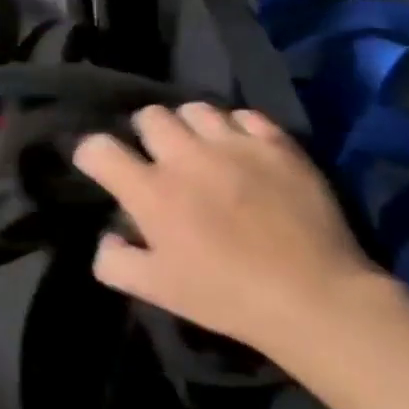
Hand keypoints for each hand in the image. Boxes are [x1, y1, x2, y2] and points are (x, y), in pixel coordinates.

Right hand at [73, 103, 380, 360]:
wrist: (317, 300)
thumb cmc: (227, 296)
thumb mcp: (156, 290)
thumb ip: (114, 262)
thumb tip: (108, 237)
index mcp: (150, 190)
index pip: (97, 148)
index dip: (91, 155)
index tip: (102, 169)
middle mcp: (185, 156)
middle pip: (148, 115)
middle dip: (144, 134)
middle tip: (158, 159)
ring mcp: (234, 146)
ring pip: (195, 109)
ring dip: (189, 127)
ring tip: (200, 150)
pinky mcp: (277, 146)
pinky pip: (246, 116)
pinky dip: (237, 129)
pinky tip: (242, 152)